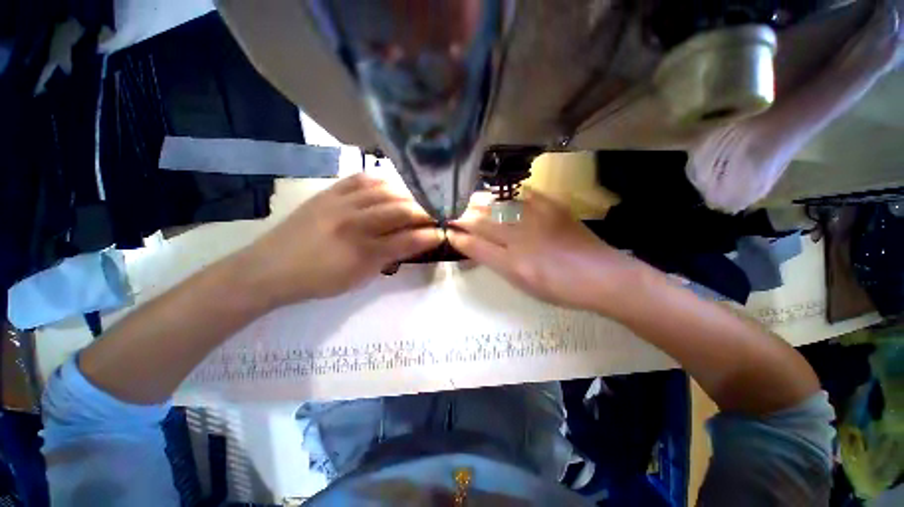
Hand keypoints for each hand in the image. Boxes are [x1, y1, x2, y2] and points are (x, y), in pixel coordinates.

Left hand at [239, 174, 442, 306]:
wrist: (270, 268)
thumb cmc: (319, 279)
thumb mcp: (360, 277)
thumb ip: (390, 258)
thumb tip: (415, 243)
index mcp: (363, 251)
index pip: (408, 239)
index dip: (430, 235)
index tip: (444, 232)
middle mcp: (355, 223)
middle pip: (401, 211)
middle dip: (425, 212)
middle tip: (438, 213)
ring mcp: (341, 203)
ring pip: (385, 191)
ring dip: (408, 194)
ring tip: (419, 198)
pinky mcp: (329, 192)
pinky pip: (361, 178)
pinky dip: (382, 179)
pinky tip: (393, 184)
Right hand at [448, 190, 638, 310]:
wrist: (602, 276)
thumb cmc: (560, 288)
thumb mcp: (523, 284)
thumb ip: (497, 264)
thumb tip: (477, 246)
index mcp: (513, 264)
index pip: (476, 246)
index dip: (459, 237)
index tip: (449, 231)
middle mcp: (521, 240)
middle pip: (483, 223)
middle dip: (463, 216)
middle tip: (452, 212)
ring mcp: (538, 220)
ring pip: (498, 206)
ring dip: (479, 203)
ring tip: (469, 201)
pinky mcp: (553, 207)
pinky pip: (524, 194)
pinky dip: (507, 193)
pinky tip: (499, 192)